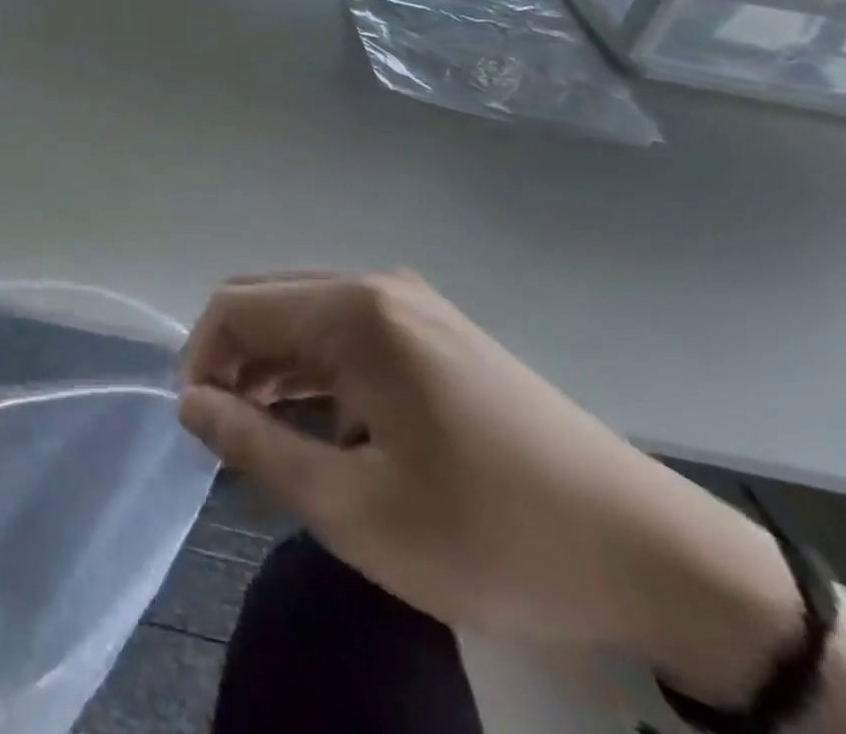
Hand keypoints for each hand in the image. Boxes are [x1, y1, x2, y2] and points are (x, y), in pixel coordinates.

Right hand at [179, 272, 797, 702]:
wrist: (655, 557)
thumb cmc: (492, 533)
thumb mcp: (356, 508)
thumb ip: (256, 445)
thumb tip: (189, 404)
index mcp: (353, 311)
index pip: (235, 307)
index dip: (199, 359)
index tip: (199, 427)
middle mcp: (376, 286)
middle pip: (266, 302)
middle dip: (230, 360)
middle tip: (228, 435)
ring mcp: (411, 303)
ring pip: (304, 315)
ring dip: (270, 365)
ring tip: (267, 436)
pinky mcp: (435, 329)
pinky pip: (345, 331)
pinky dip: (313, 368)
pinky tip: (322, 422)